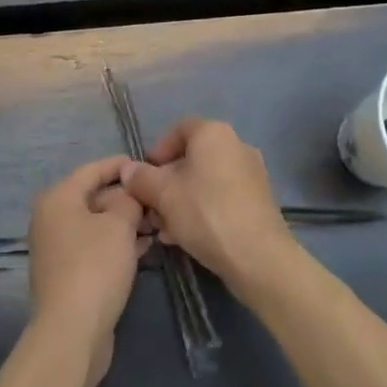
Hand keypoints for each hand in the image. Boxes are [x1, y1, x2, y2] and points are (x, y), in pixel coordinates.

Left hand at [25, 155, 150, 386]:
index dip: (120, 165)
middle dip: (126, 197)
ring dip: (124, 221)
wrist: (72, 329)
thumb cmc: (95, 266)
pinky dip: (116, 242)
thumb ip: (128, 200)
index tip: (147, 164)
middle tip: (157, 199)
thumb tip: (128, 194)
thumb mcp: (119, 225)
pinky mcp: (67, 272)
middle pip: (92, 196)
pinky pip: (94, 245)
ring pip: (96, 223)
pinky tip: (144, 245)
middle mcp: (51, 218)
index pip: (91, 170)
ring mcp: (57, 247)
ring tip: (157, 222)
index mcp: (57, 198)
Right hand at [119, 119, 297, 294]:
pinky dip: (200, 209)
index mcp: (214, 134)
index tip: (143, 175)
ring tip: (163, 228)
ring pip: (204, 181)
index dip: (157, 150)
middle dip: (166, 182)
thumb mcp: (163, 194)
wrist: (258, 257)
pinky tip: (184, 236)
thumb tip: (128, 170)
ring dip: (180, 199)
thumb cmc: (205, 213)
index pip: (178, 129)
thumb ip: (141, 178)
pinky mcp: (258, 200)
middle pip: (191, 158)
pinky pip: (220, 196)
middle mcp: (236, 146)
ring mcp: (251, 174)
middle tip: (150, 206)